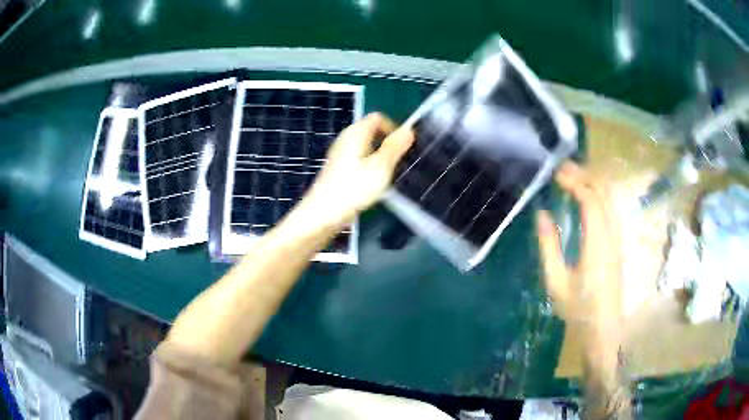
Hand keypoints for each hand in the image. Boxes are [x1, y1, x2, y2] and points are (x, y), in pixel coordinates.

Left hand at [303, 113, 414, 225]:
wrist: (322, 215)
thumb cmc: (353, 189)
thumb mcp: (381, 167)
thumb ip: (395, 146)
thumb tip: (409, 129)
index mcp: (356, 133)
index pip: (378, 118)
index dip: (394, 129)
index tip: (402, 148)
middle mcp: (346, 138)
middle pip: (371, 131)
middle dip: (387, 143)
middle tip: (396, 163)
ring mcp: (340, 153)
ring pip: (366, 146)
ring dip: (379, 156)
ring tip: (385, 175)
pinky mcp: (337, 168)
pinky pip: (358, 158)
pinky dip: (368, 166)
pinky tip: (371, 184)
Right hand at [537, 162, 622, 329]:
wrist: (604, 329)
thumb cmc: (578, 310)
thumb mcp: (556, 282)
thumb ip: (549, 246)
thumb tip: (541, 215)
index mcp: (597, 244)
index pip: (590, 200)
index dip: (574, 181)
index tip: (556, 173)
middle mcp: (612, 235)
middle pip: (604, 192)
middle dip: (585, 174)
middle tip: (562, 169)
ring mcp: (618, 238)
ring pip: (611, 198)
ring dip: (593, 182)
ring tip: (572, 177)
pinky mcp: (618, 243)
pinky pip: (611, 208)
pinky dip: (599, 194)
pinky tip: (586, 197)